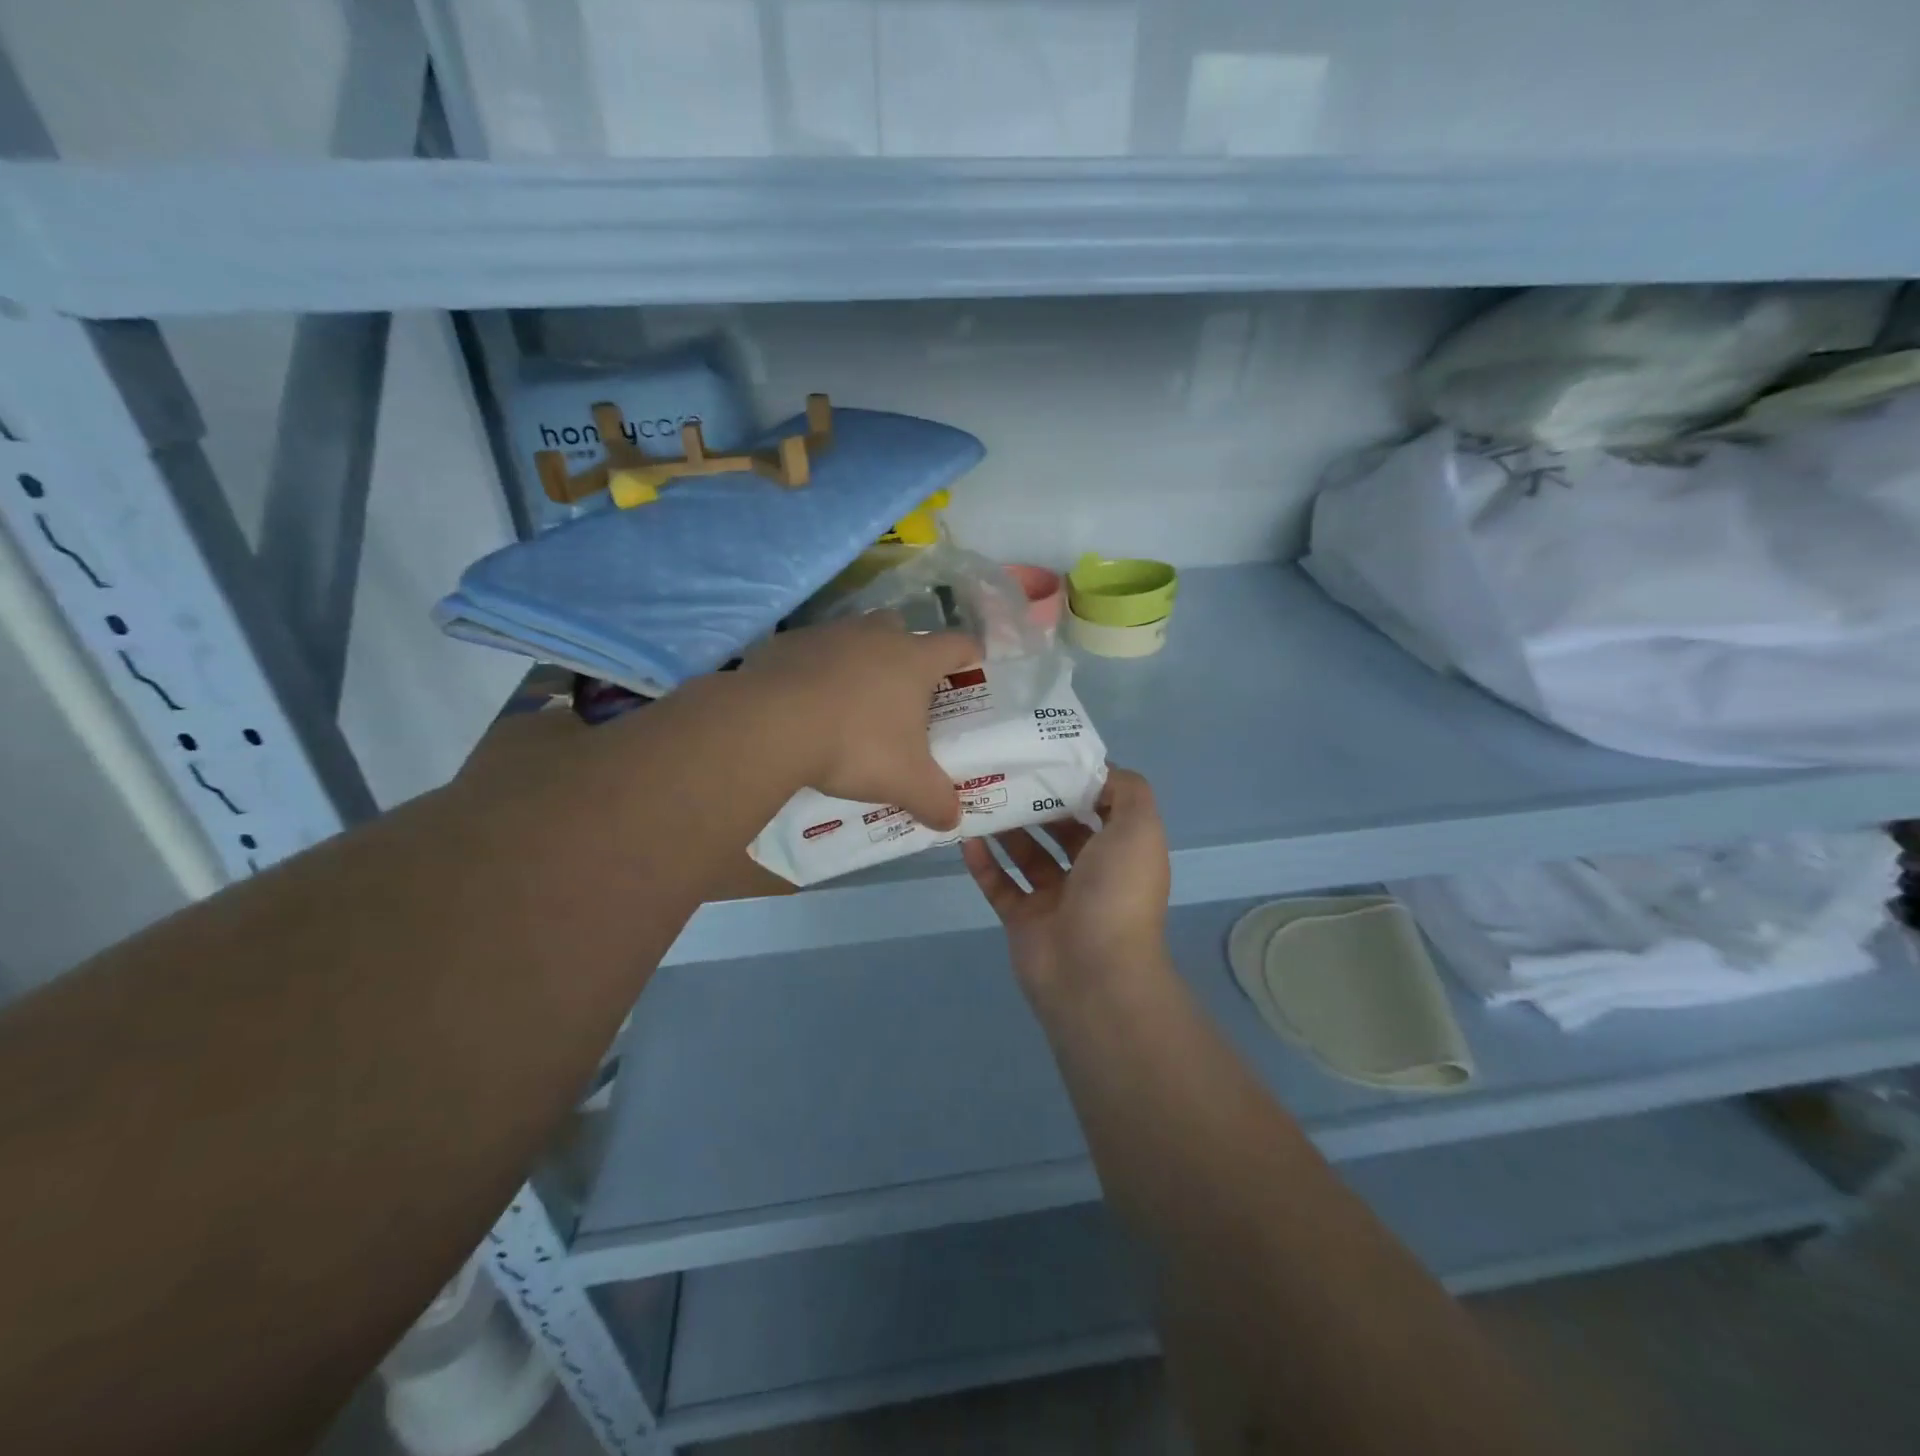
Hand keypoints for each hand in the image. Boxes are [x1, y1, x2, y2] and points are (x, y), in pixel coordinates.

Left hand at [746, 612, 978, 829]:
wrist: (772, 725)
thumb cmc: (855, 746)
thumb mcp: (905, 782)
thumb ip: (935, 800)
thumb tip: (952, 821)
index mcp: (914, 659)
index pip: (958, 644)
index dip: (970, 655)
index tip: (973, 668)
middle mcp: (876, 635)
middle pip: (903, 629)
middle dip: (907, 653)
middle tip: (905, 691)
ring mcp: (829, 633)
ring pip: (855, 637)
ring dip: (859, 660)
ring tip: (853, 699)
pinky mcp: (789, 642)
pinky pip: (812, 651)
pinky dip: (816, 669)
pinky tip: (807, 701)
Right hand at [962, 767, 1171, 996]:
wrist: (1093, 972)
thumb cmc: (1117, 892)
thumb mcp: (1140, 828)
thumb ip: (1128, 791)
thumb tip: (1101, 770)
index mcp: (1122, 852)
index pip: (1100, 808)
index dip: (1077, 782)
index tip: (1045, 755)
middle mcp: (1092, 874)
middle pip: (1060, 829)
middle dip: (1036, 802)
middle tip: (1003, 772)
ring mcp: (1055, 899)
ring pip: (1027, 855)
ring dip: (1006, 828)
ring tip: (979, 797)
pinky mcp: (1023, 920)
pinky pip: (1000, 885)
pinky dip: (984, 863)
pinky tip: (966, 838)